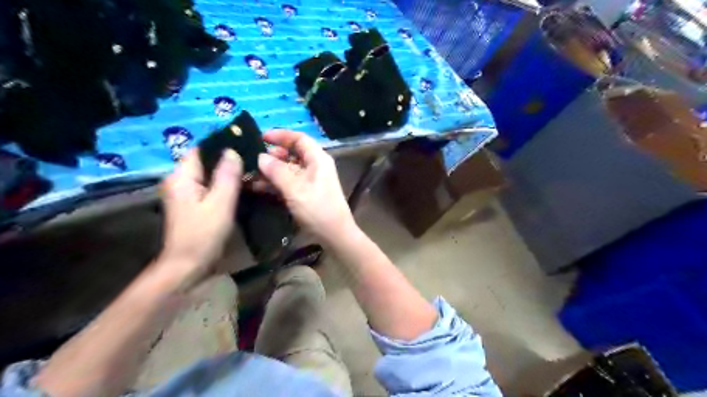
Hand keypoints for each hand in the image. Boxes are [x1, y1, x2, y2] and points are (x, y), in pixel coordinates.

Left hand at [157, 148, 243, 285]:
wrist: (188, 265)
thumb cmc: (203, 234)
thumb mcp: (220, 203)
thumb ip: (227, 176)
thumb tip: (233, 150)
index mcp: (181, 177)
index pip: (201, 150)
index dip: (222, 145)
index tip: (246, 146)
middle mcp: (179, 181)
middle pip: (205, 161)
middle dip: (227, 159)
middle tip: (253, 161)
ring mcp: (185, 193)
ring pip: (208, 174)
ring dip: (227, 172)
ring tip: (250, 171)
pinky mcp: (192, 203)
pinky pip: (209, 186)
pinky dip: (223, 184)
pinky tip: (240, 187)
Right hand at [258, 131, 356, 241]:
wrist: (334, 234)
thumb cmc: (317, 208)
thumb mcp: (295, 188)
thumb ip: (277, 171)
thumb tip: (261, 157)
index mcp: (318, 159)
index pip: (299, 138)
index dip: (281, 135)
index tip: (260, 137)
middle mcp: (316, 166)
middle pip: (293, 153)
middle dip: (273, 155)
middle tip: (254, 160)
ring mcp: (311, 180)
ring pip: (289, 169)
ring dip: (271, 171)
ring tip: (251, 174)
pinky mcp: (307, 193)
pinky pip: (290, 182)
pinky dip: (276, 183)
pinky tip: (258, 187)